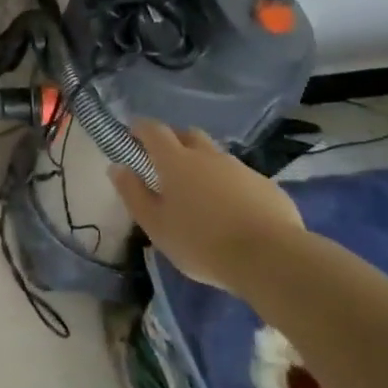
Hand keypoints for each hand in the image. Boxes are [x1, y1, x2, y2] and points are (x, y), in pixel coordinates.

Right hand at [108, 121, 303, 288]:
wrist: (270, 258)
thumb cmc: (201, 242)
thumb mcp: (155, 225)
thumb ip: (133, 193)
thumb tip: (117, 167)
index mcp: (176, 161)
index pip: (153, 130)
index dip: (140, 128)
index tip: (132, 135)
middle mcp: (208, 156)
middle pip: (188, 134)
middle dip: (173, 141)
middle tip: (164, 163)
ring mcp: (241, 168)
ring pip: (216, 156)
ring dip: (203, 164)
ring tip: (199, 192)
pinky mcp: (267, 185)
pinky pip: (240, 177)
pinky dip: (229, 185)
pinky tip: (231, 211)